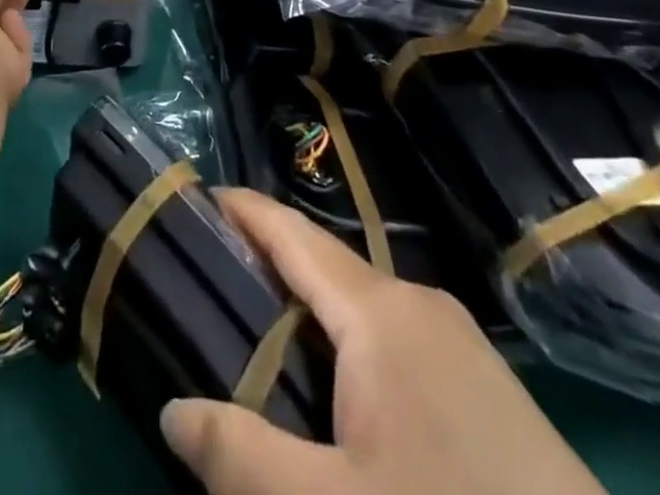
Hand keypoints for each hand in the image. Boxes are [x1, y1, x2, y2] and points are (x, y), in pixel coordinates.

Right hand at [161, 190, 603, 494]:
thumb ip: (240, 458)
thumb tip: (172, 410)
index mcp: (380, 313)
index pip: (290, 232)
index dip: (238, 209)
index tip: (188, 201)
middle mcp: (419, 306)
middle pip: (321, 267)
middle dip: (262, 270)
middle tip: (205, 292)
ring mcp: (461, 347)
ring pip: (358, 311)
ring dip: (304, 317)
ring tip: (255, 348)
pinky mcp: (487, 392)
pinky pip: (393, 346)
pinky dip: (345, 353)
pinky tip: (333, 404)